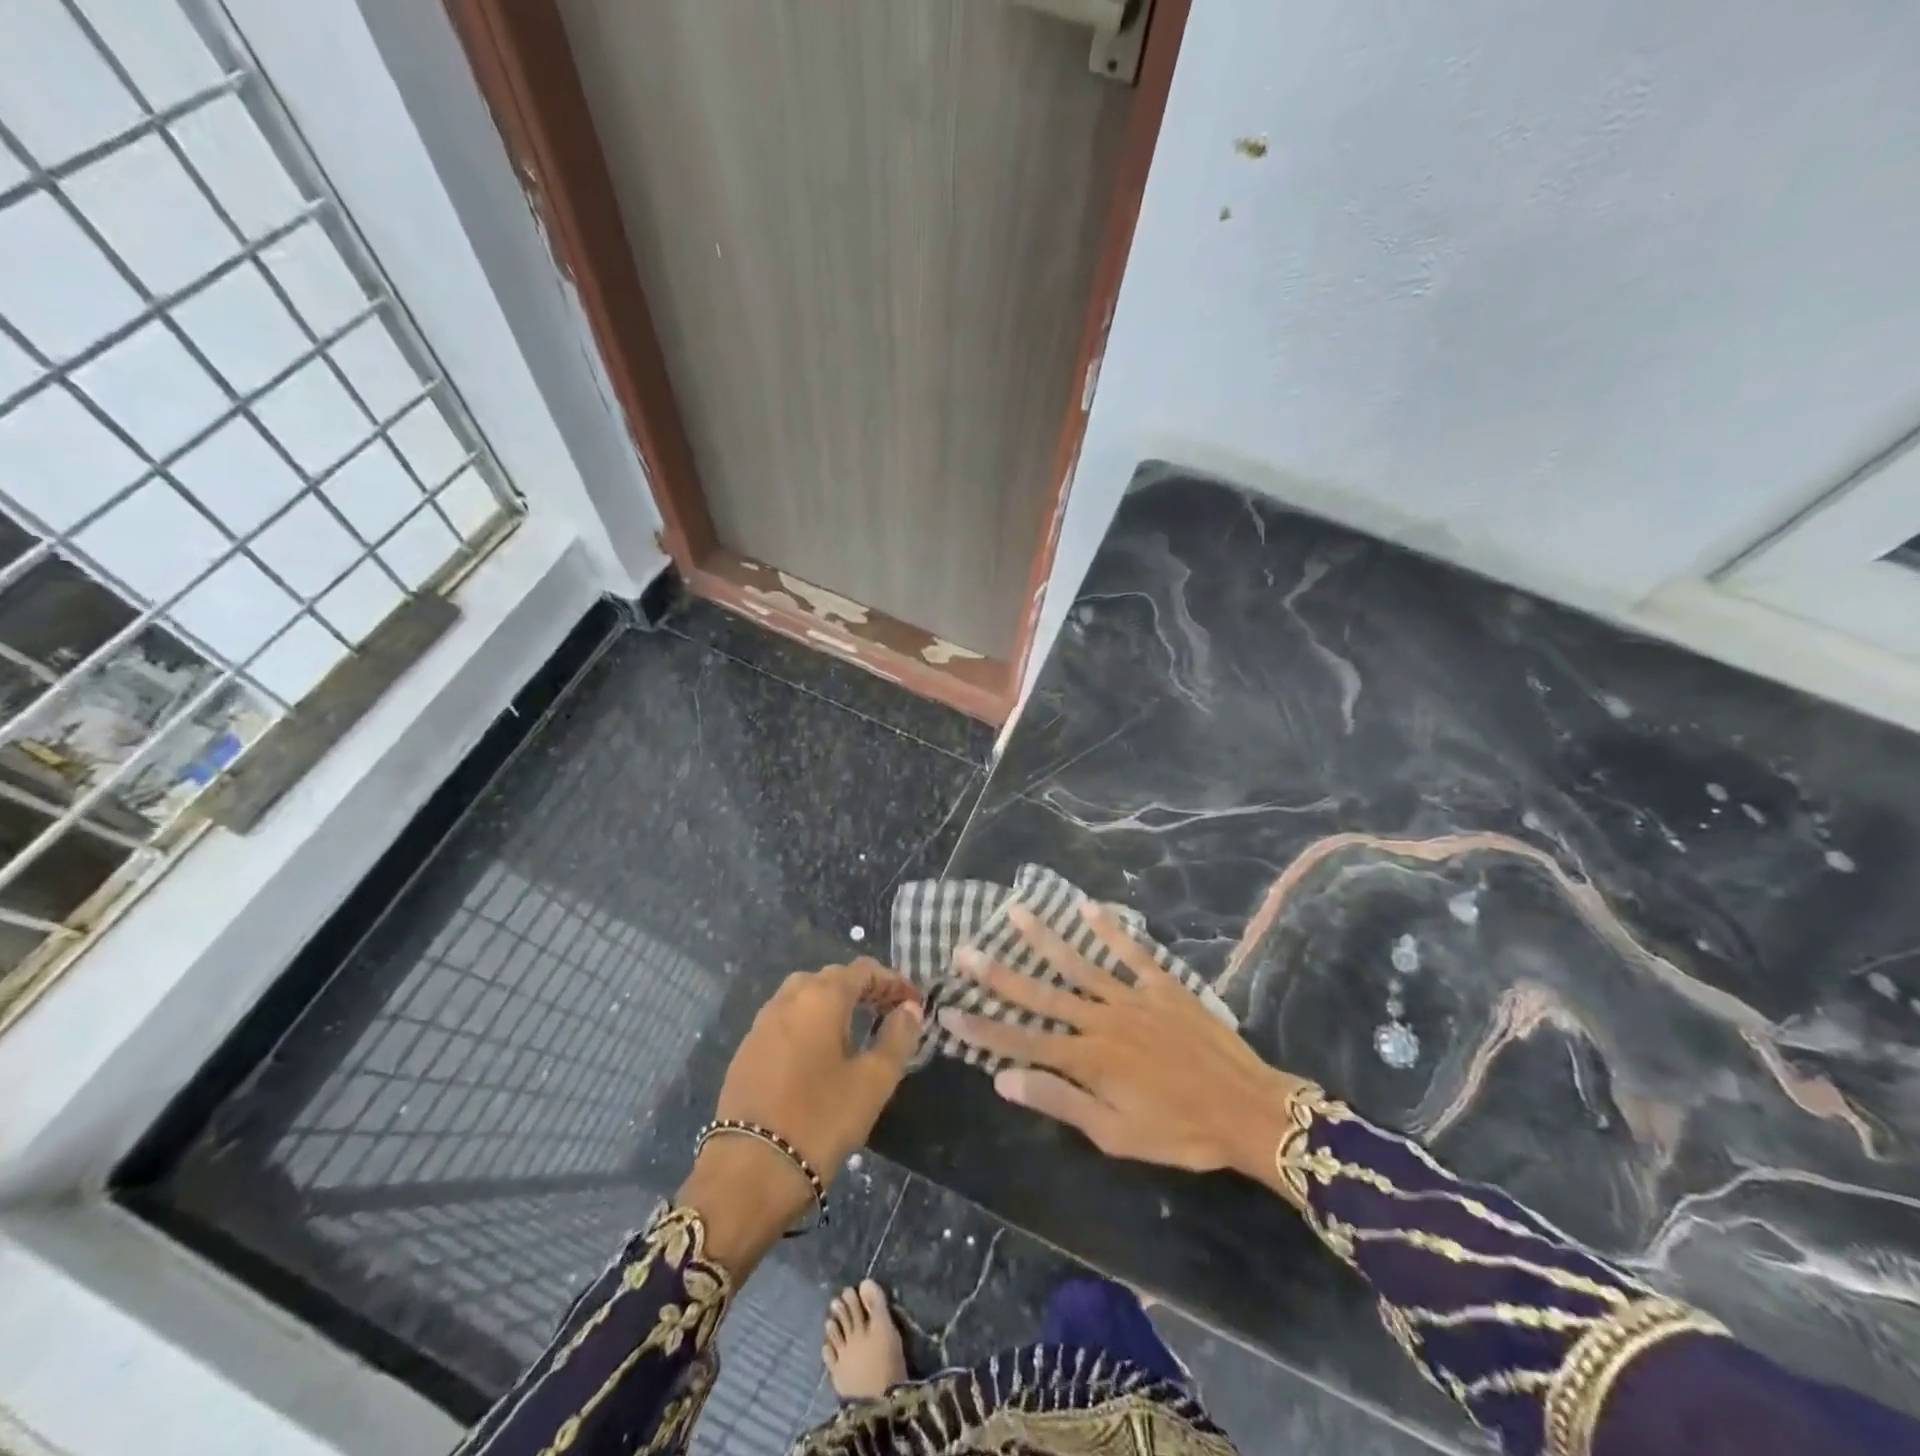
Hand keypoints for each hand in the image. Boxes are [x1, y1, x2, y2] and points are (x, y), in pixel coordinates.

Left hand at [680, 960, 921, 1272]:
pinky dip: (809, 1023)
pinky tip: (821, 1054)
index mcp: (821, 997)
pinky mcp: (746, 1051)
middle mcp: (788, 999)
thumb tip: (910, 1010)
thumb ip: (897, 1038)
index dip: (893, 982)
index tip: (915, 1004)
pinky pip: (786, 1021)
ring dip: (834, 1004)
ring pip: (804, 997)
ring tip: (857, 1030)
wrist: (748, 1172)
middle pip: (831, 978)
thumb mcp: (873, 1082)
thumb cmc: (820, 1121)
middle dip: (864, 989)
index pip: (863, 970)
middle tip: (889, 1013)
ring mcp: (762, 1024)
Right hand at [939, 903, 1310, 1186]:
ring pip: (1080, 964)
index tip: (949, 1010)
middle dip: (999, 975)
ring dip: (1045, 939)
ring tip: (1016, 913)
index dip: (982, 1027)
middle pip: (1042, 994)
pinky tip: (1087, 908)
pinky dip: (1110, 930)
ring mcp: (1133, 998)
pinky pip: (1132, 952)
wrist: (1248, 1110)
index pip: (1022, 1041)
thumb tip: (1002, 1078)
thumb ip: (1059, 1101)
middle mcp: (1102, 1020)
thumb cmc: (1179, 1132)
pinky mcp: (1163, 986)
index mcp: (1088, 1059)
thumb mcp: (1115, 1134)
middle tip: (965, 951)